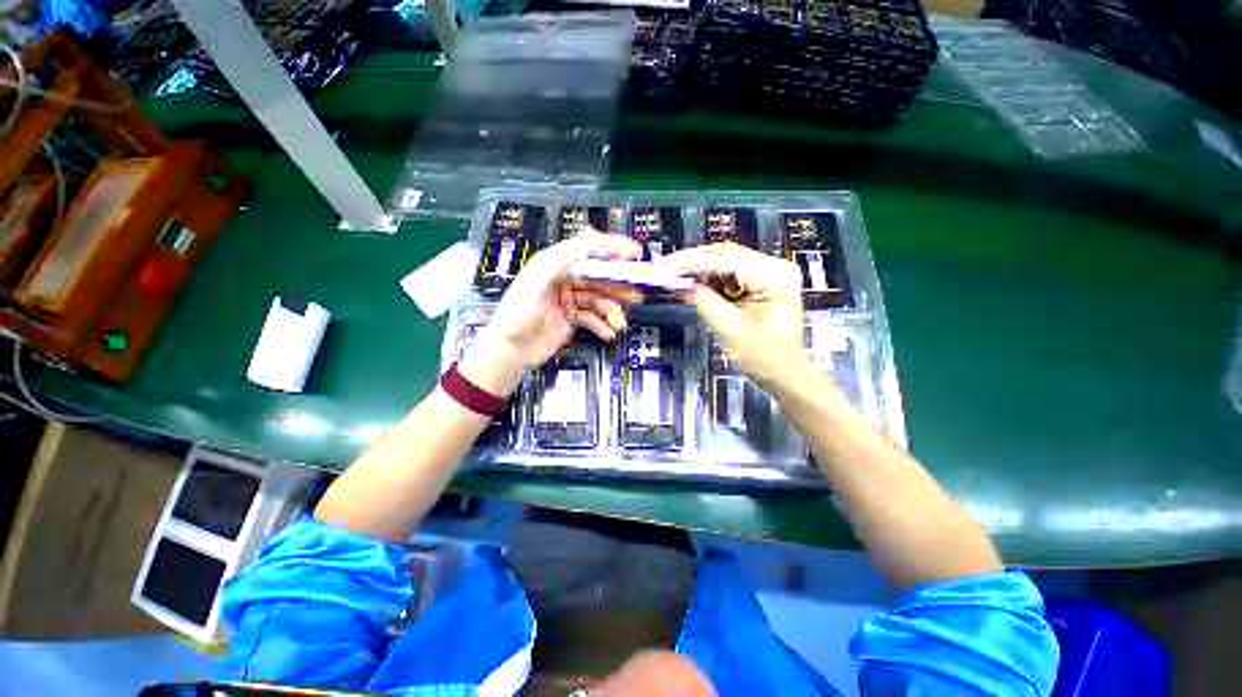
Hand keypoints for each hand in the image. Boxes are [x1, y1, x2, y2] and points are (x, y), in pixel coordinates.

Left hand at [459, 231, 642, 396]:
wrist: (508, 352)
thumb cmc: (517, 314)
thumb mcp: (536, 281)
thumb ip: (562, 258)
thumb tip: (591, 238)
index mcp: (554, 263)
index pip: (587, 248)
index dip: (611, 248)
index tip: (635, 253)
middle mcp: (565, 278)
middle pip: (598, 276)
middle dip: (618, 286)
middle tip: (637, 295)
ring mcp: (570, 299)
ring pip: (600, 299)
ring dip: (613, 311)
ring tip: (620, 323)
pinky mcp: (572, 318)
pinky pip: (594, 317)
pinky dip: (603, 325)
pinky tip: (608, 334)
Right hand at [661, 243, 809, 389]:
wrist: (784, 374)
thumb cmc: (762, 357)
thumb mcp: (728, 328)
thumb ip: (702, 300)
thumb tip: (675, 281)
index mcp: (775, 276)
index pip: (726, 261)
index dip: (692, 263)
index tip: (665, 266)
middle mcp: (775, 266)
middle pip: (726, 254)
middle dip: (693, 262)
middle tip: (664, 268)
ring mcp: (770, 272)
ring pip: (726, 261)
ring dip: (699, 268)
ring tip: (673, 274)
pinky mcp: (763, 281)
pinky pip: (731, 273)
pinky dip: (710, 278)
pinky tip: (691, 281)